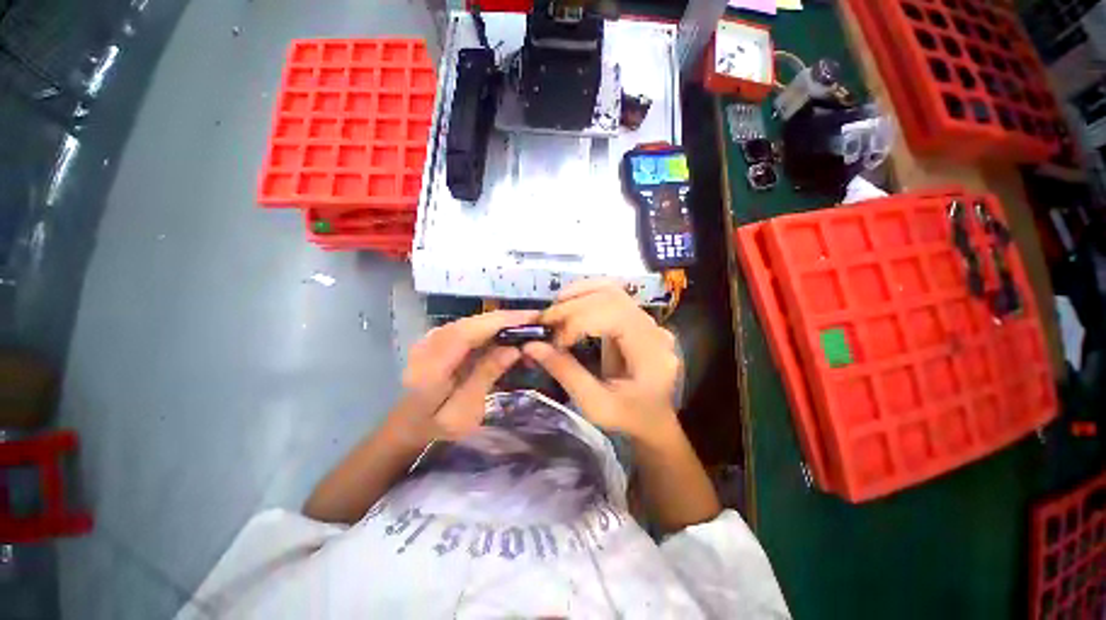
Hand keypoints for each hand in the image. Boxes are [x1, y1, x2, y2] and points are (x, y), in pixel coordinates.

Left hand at [392, 310, 538, 445]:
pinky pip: (469, 326)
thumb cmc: (437, 426)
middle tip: (537, 320)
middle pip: (472, 322)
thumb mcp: (464, 412)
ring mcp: (431, 338)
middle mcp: (428, 345)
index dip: (501, 321)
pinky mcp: (438, 337)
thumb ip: (485, 377)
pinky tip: (507, 332)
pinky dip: (490, 327)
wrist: (408, 424)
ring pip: (472, 321)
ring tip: (528, 326)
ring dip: (501, 321)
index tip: (531, 318)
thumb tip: (513, 349)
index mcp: (431, 367)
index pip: (468, 332)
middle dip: (507, 318)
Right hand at [523, 280, 681, 444]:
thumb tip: (531, 346)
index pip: (615, 318)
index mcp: (651, 354)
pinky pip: (612, 295)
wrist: (653, 418)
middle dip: (573, 306)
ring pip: (612, 290)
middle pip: (612, 299)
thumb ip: (565, 372)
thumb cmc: (628, 417)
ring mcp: (647, 321)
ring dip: (579, 294)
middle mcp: (653, 330)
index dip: (579, 322)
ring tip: (554, 308)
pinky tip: (569, 302)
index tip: (555, 342)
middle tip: (544, 321)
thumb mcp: (595, 404)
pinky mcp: (636, 319)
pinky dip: (587, 294)